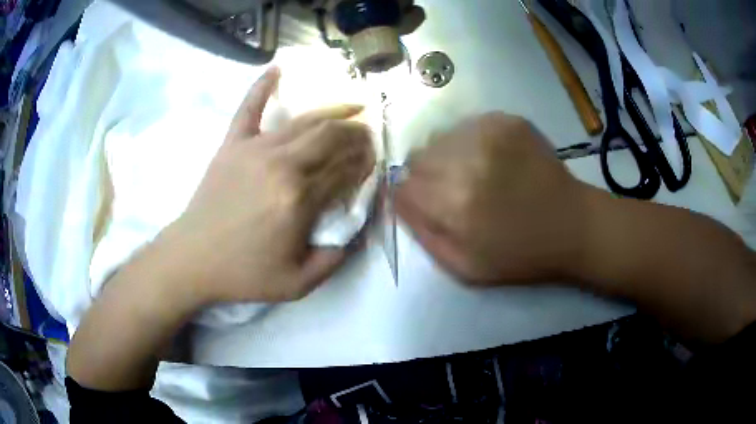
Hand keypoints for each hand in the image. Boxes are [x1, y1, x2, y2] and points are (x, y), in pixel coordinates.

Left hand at [161, 67, 374, 303]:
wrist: (193, 259)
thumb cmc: (244, 273)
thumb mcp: (299, 283)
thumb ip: (335, 257)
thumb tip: (358, 229)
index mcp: (299, 199)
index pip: (345, 169)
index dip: (365, 163)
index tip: (374, 161)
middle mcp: (281, 165)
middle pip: (331, 136)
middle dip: (357, 133)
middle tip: (368, 135)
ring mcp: (254, 149)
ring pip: (304, 120)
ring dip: (334, 111)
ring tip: (353, 106)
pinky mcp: (232, 144)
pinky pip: (249, 107)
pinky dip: (262, 86)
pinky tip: (276, 68)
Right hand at [396, 112, 592, 284]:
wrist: (571, 224)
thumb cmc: (519, 254)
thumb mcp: (464, 267)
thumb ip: (423, 234)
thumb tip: (397, 200)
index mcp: (453, 204)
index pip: (403, 187)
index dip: (413, 197)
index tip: (430, 205)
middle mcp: (466, 161)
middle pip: (417, 158)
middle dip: (427, 176)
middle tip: (455, 190)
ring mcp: (488, 134)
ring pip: (439, 138)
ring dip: (447, 156)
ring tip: (476, 173)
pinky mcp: (506, 120)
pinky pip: (466, 126)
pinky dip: (470, 142)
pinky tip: (493, 159)